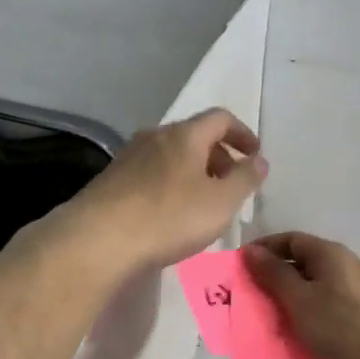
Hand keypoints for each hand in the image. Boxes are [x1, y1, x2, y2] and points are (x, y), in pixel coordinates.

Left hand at [61, 108, 267, 271]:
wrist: (99, 239)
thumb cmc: (169, 217)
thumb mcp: (221, 202)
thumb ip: (245, 179)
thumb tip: (259, 161)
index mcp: (185, 135)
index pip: (220, 118)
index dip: (242, 133)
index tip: (254, 155)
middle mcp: (155, 136)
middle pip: (194, 136)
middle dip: (218, 155)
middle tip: (231, 184)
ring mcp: (129, 157)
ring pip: (171, 155)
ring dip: (193, 171)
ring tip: (203, 201)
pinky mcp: (111, 180)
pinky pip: (151, 173)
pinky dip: (170, 184)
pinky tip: (170, 213)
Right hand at [242, 232, 359, 358]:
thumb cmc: (338, 323)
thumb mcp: (298, 297)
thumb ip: (273, 273)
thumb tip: (252, 250)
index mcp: (329, 254)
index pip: (290, 240)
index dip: (264, 249)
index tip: (239, 265)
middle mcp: (341, 268)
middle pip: (299, 265)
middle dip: (271, 279)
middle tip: (246, 296)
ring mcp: (348, 294)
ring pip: (308, 291)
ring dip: (284, 302)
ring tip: (262, 318)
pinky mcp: (351, 318)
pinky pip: (318, 311)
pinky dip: (300, 318)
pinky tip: (286, 334)